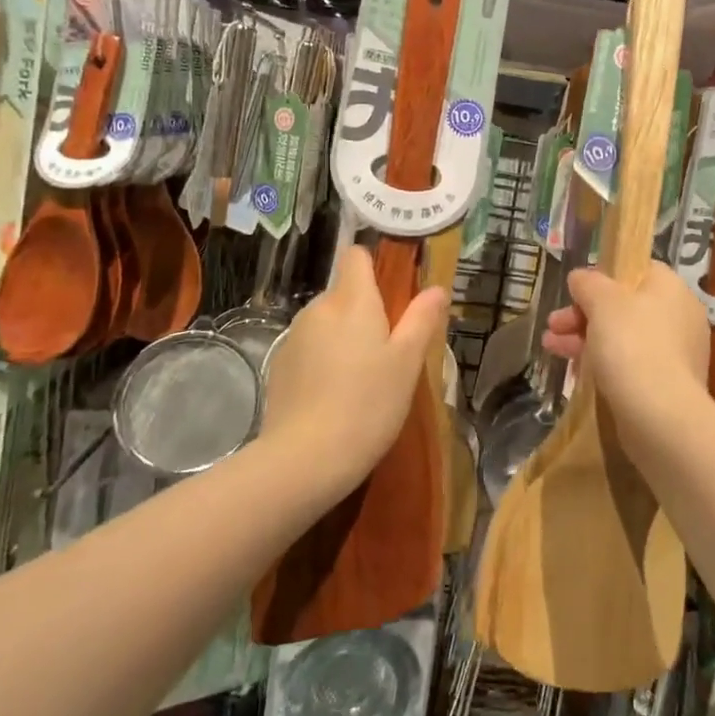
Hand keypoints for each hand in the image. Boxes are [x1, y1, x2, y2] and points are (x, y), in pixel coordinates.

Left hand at [261, 246, 447, 497]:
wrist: (305, 459)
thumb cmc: (368, 404)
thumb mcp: (407, 363)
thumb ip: (422, 320)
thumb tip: (437, 288)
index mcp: (352, 301)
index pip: (355, 256)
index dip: (373, 266)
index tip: (392, 293)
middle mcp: (318, 309)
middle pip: (344, 293)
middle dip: (364, 312)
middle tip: (388, 352)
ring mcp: (293, 338)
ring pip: (326, 323)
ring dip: (342, 338)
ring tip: (361, 380)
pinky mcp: (278, 366)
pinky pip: (308, 349)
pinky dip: (322, 361)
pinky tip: (333, 397)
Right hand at [543, 264, 709, 441]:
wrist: (661, 416)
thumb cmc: (632, 345)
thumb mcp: (603, 302)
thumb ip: (589, 284)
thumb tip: (581, 277)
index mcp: (671, 289)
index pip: (637, 271)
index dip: (603, 278)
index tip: (575, 292)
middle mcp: (679, 317)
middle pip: (625, 306)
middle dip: (583, 315)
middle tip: (553, 325)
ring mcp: (675, 353)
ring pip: (623, 338)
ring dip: (585, 339)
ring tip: (550, 348)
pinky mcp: (667, 385)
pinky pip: (630, 366)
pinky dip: (603, 365)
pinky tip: (575, 373)